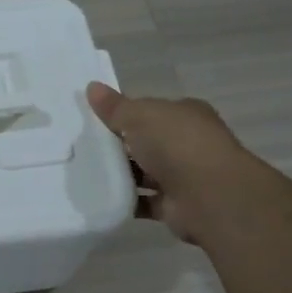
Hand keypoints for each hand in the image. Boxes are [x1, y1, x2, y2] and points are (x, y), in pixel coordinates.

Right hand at [86, 83, 241, 244]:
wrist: (209, 196)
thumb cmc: (176, 144)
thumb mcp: (139, 116)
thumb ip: (115, 107)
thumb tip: (91, 87)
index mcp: (185, 115)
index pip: (151, 111)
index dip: (124, 113)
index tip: (95, 120)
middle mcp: (187, 143)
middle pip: (146, 142)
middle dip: (119, 145)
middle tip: (82, 146)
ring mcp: (182, 176)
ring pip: (144, 172)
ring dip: (120, 174)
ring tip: (84, 173)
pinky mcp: (174, 205)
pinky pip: (142, 201)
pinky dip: (125, 200)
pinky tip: (99, 198)